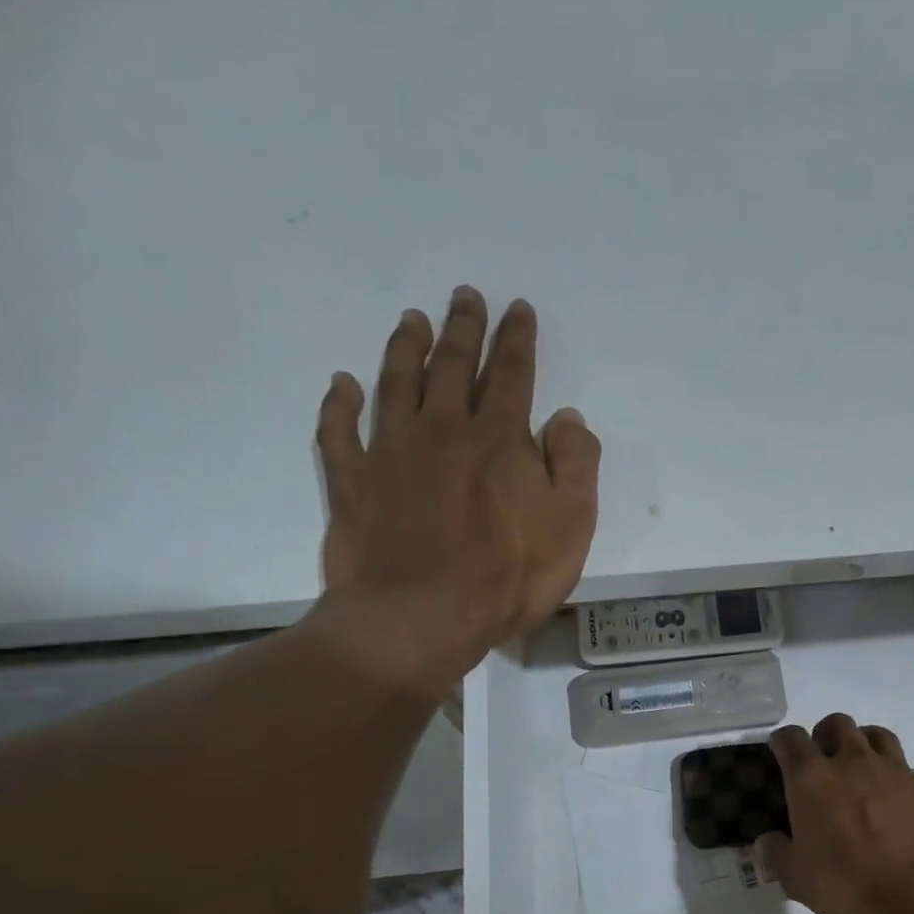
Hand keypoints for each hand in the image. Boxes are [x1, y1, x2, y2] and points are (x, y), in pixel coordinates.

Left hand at [307, 287, 600, 696]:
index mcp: (499, 440)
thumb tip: (567, 418)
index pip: (512, 375)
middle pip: (453, 366)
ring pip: (397, 383)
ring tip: (412, 319)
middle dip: (463, 328)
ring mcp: (390, 452)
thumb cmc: (507, 578)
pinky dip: (339, 404)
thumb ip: (575, 466)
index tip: (518, 308)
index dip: (517, 339)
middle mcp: (442, 430)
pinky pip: (339, 431)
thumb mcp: (571, 528)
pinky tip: (341, 384)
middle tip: (465, 296)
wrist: (421, 618)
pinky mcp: (351, 482)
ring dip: (406, 348)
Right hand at [756, 713, 913, 913]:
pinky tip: (890, 797)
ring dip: (861, 742)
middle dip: (824, 735)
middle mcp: (850, 760)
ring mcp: (890, 768)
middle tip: (822, 760)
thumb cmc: (848, 881)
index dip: (782, 742)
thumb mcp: (797, 878)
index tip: (779, 753)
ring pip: (873, 733)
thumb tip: (766, 843)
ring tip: (858, 768)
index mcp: (811, 777)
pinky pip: (901, 763)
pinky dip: (890, 771)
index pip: (790, 739)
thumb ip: (776, 855)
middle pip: (836, 723)